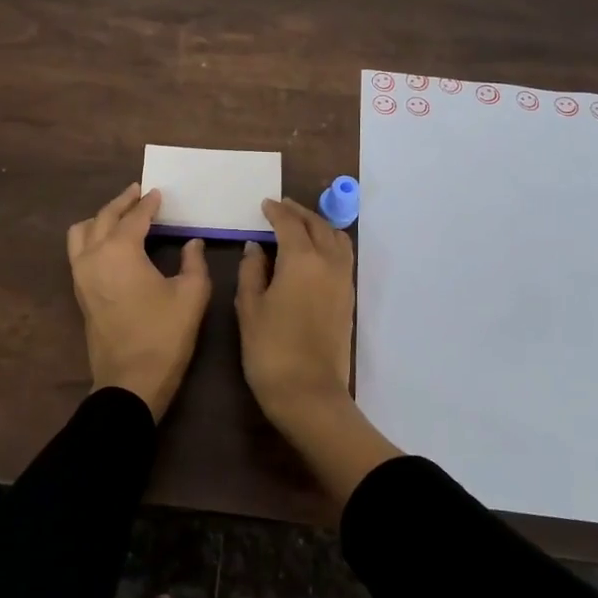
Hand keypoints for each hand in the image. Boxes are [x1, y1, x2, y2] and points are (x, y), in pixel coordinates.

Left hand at [67, 183, 208, 419]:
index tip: (159, 193)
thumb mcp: (191, 294)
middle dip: (122, 202)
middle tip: (139, 193)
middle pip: (104, 217)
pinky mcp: (79, 291)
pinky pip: (78, 250)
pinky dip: (92, 236)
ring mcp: (81, 274)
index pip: (135, 217)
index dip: (149, 204)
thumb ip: (194, 261)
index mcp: (120, 251)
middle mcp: (93, 256)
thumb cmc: (164, 335)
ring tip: (121, 215)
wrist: (131, 381)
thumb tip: (192, 242)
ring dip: (101, 218)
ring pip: (82, 231)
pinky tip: (110, 242)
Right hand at [236, 197, 401, 503]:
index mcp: (301, 259)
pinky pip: (342, 256)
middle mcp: (328, 262)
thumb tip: (257, 247)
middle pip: (317, 226)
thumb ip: (252, 271)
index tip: (265, 205)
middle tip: (281, 208)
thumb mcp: (249, 307)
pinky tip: (314, 251)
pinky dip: (329, 243)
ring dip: (318, 225)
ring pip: (336, 239)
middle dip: (299, 213)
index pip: (289, 224)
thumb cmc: (270, 349)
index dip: (276, 211)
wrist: (309, 393)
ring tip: (300, 225)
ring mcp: (343, 280)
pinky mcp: (348, 298)